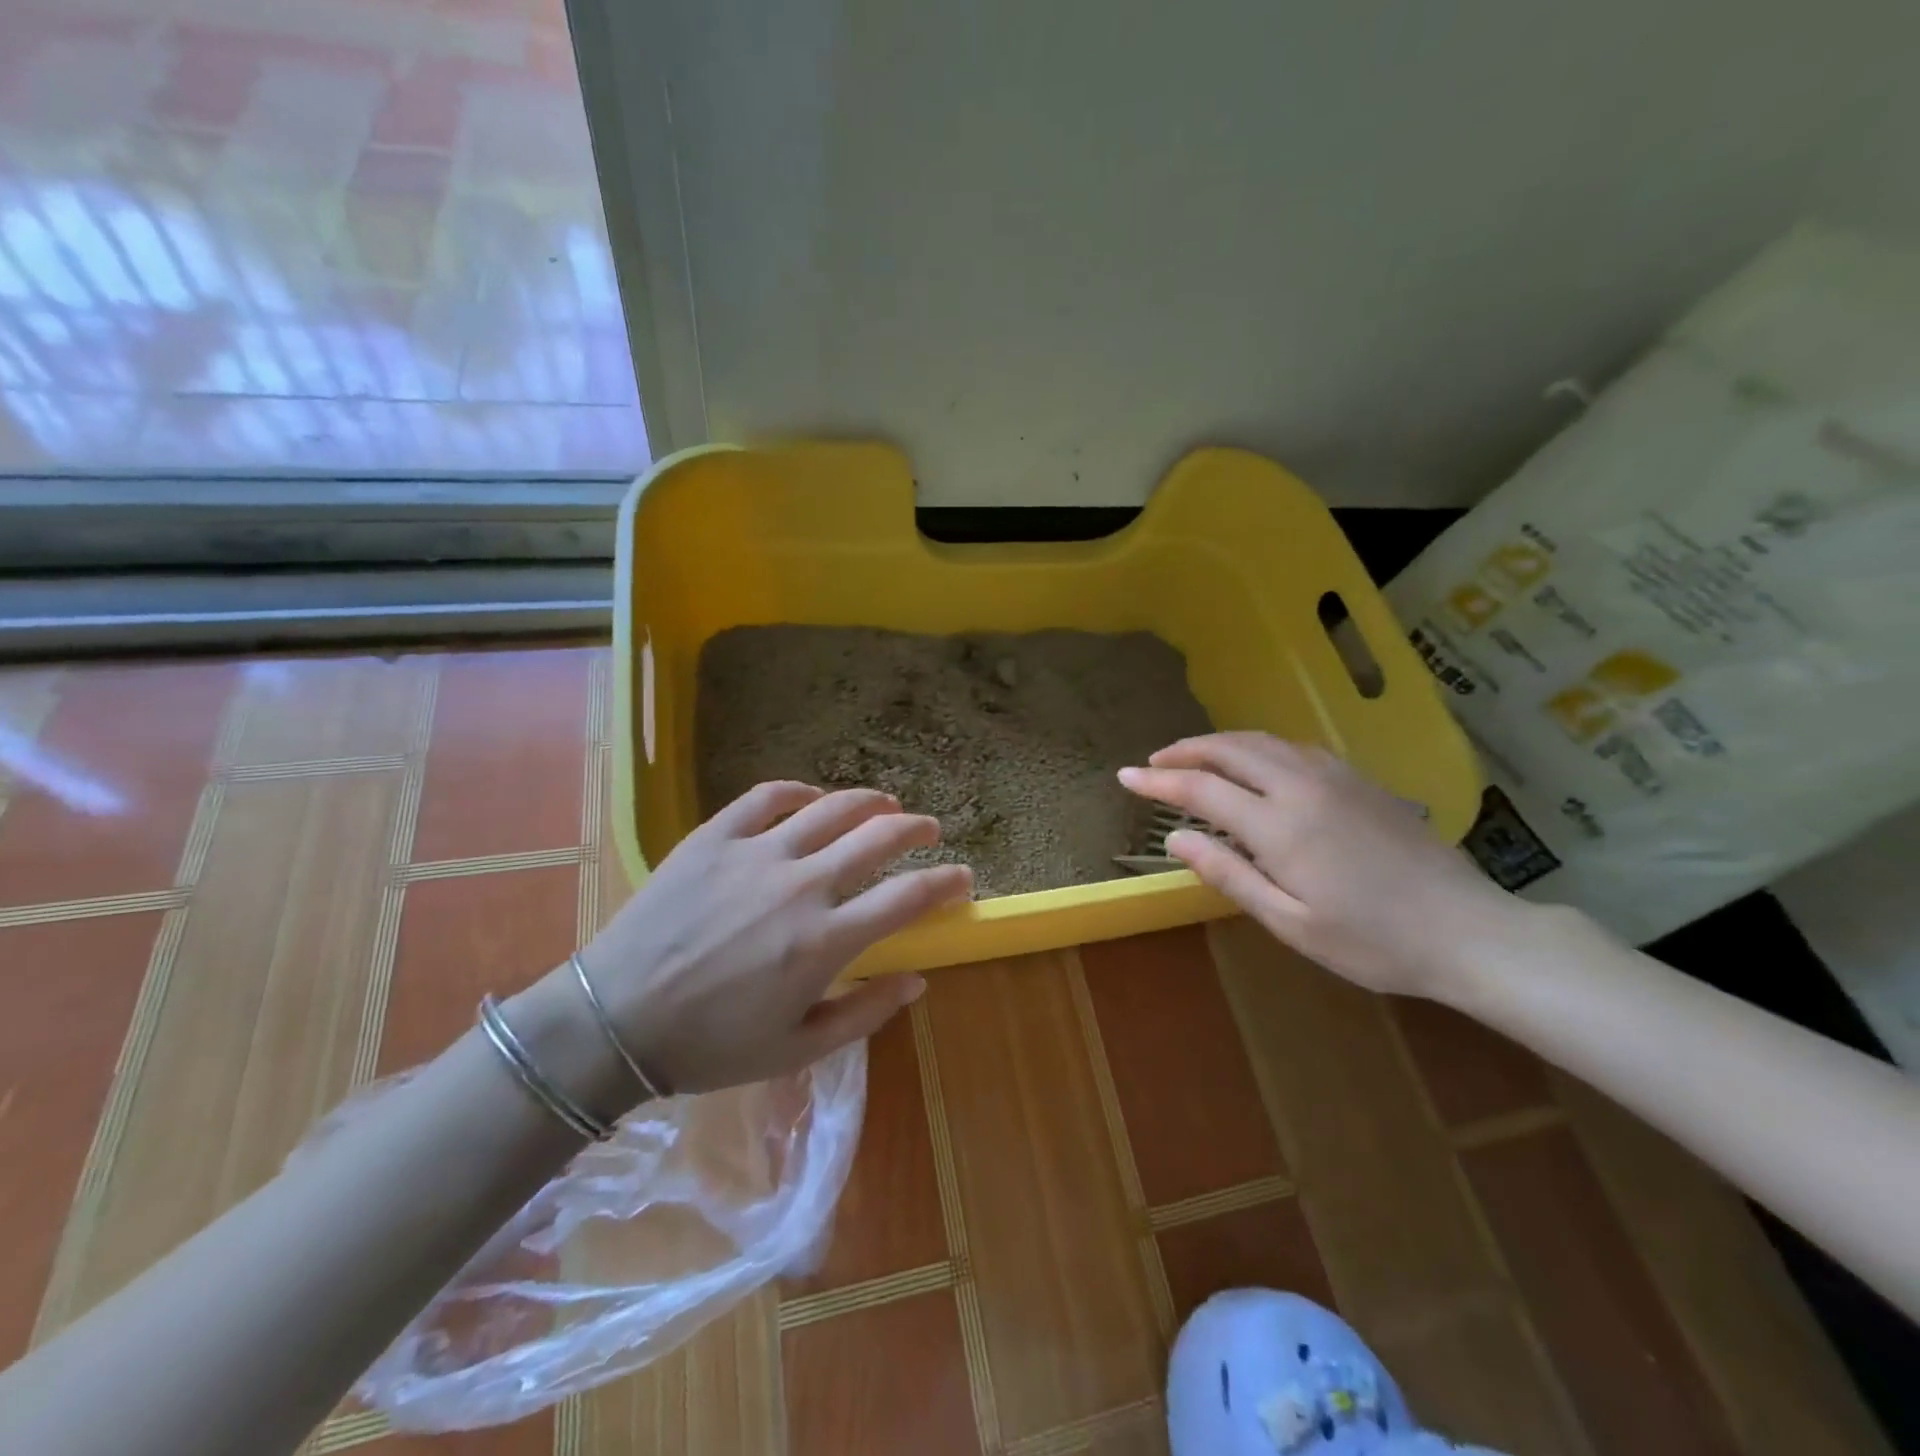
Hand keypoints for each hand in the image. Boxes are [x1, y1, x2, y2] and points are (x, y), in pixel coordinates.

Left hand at [577, 782, 971, 1092]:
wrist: (613, 1022)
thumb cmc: (709, 1046)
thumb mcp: (796, 1049)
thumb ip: (864, 1014)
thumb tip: (917, 980)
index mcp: (824, 941)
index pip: (908, 897)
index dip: (945, 883)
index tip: (962, 878)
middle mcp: (801, 885)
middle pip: (878, 837)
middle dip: (916, 829)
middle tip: (928, 829)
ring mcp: (756, 853)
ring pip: (830, 808)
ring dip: (869, 801)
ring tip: (885, 803)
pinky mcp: (715, 836)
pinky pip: (766, 796)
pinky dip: (797, 791)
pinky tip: (811, 798)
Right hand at [1119, 732, 1513, 995]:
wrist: (1468, 931)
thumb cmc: (1373, 942)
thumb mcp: (1290, 923)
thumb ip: (1228, 874)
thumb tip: (1174, 839)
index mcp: (1280, 825)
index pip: (1201, 788)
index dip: (1158, 781)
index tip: (1125, 777)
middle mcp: (1302, 787)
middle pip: (1229, 749)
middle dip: (1185, 750)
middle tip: (1154, 762)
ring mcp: (1335, 777)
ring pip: (1262, 741)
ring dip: (1219, 743)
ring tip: (1193, 758)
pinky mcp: (1359, 780)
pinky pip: (1293, 747)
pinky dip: (1257, 747)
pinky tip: (1254, 765)